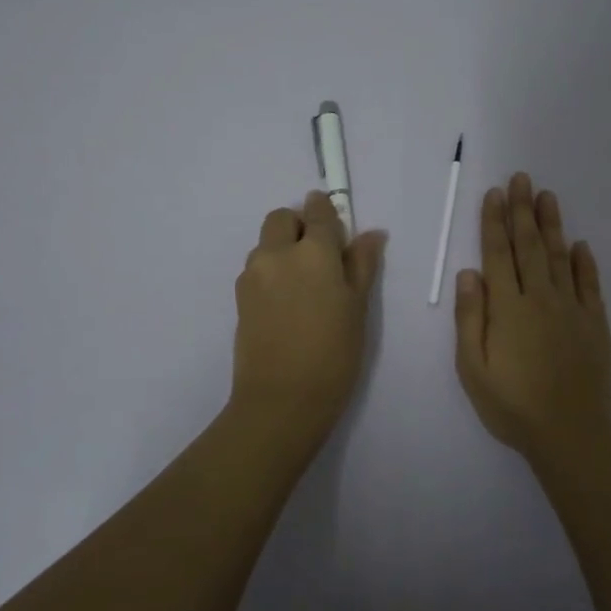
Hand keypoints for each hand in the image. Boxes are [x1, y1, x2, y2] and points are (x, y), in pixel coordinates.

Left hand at [230, 190, 386, 443]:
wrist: (282, 399)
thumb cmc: (333, 354)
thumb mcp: (358, 308)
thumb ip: (362, 264)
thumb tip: (371, 234)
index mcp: (313, 252)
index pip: (319, 212)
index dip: (327, 211)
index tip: (335, 222)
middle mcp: (277, 253)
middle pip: (282, 219)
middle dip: (299, 225)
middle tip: (320, 257)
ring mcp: (253, 274)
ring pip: (266, 243)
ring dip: (282, 249)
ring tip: (303, 286)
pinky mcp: (239, 296)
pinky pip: (256, 268)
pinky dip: (271, 272)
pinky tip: (286, 304)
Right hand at [454, 172, 610, 464]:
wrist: (570, 433)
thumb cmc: (511, 405)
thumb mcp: (473, 368)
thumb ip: (470, 318)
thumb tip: (468, 273)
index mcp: (507, 308)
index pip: (498, 254)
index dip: (494, 222)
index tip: (495, 193)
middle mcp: (540, 298)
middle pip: (530, 246)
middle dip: (523, 210)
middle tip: (522, 178)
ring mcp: (571, 309)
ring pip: (560, 257)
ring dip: (552, 225)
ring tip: (547, 196)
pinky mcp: (595, 324)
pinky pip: (590, 285)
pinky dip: (584, 262)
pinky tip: (580, 245)